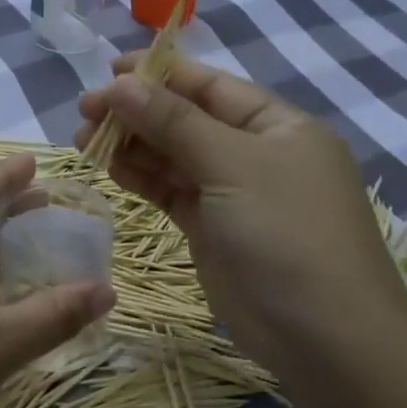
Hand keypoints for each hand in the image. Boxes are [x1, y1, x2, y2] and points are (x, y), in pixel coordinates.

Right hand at [75, 56, 406, 373]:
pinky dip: (140, 178)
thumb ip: (174, 122)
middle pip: (186, 119)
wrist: (323, 337)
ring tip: (83, 139)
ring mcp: (231, 194)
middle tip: (86, 109)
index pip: (210, 86)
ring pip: (172, 156)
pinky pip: (170, 191)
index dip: (160, 74)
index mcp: (276, 125)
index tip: (109, 70)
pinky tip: (108, 167)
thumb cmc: (287, 233)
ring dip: (131, 145)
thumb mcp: (232, 165)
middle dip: (137, 111)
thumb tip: (121, 84)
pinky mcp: (211, 229)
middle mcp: (254, 153)